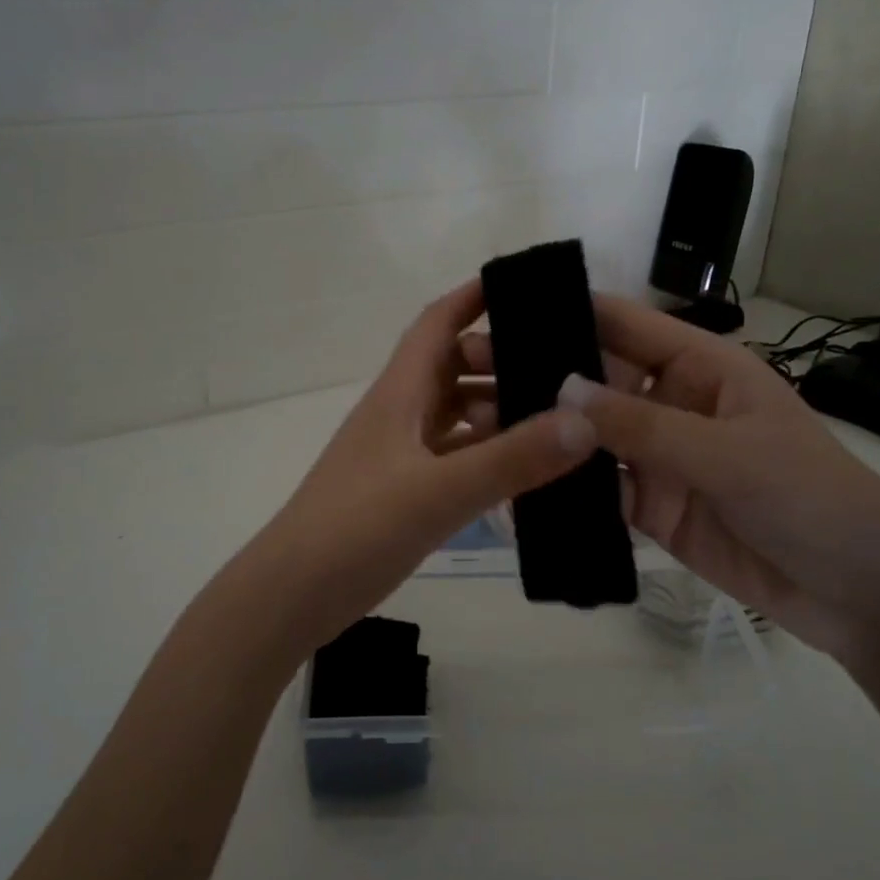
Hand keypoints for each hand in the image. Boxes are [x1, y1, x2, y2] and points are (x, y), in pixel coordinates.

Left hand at [238, 281, 596, 654]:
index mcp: (399, 393)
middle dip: (502, 357)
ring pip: (456, 415)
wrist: (294, 593)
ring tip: (559, 415)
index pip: (437, 323)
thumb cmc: (357, 527)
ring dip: (498, 410)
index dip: (475, 296)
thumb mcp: (439, 491)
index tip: (528, 285)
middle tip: (566, 362)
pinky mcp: (404, 492)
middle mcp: (400, 414)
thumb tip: (585, 420)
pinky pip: (455, 458)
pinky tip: (527, 471)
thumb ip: (512, 459)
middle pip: (453, 367)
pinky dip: (488, 456)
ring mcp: (401, 455)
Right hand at [500, 295, 879, 660]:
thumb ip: (642, 426)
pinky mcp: (652, 508)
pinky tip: (514, 485)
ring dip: (541, 433)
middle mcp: (672, 404)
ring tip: (478, 426)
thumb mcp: (728, 454)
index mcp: (702, 368)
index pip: (625, 325)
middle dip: (538, 375)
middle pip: (595, 380)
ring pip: (588, 437)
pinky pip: (598, 490)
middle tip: (468, 372)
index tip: (504, 311)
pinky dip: (560, 489)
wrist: (862, 595)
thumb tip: (560, 387)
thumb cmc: (812, 499)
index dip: (567, 313)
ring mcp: (659, 458)